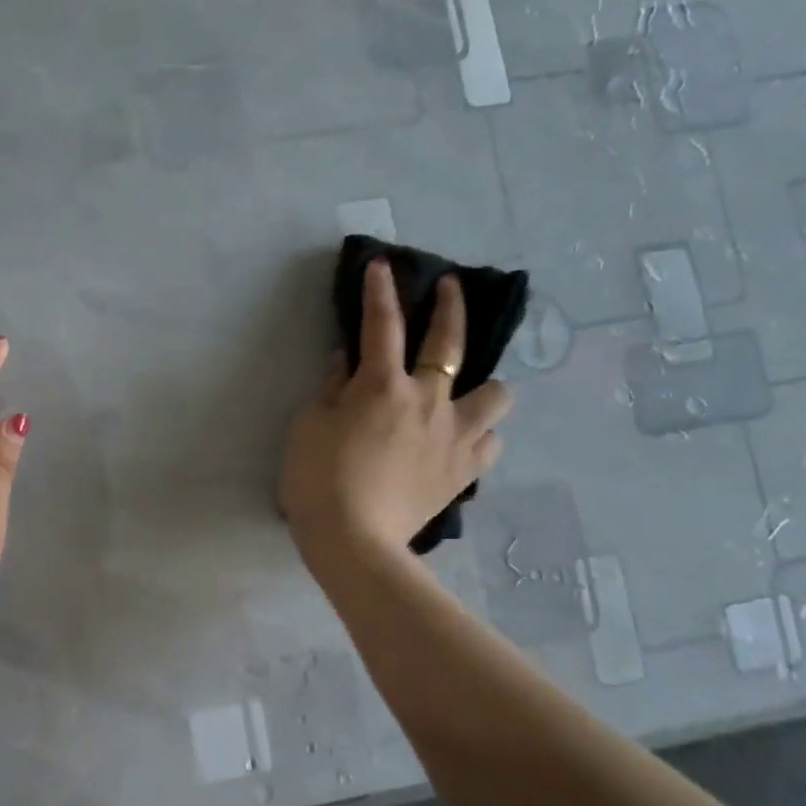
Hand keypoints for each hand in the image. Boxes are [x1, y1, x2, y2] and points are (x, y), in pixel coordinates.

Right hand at [281, 261, 513, 574]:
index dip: (380, 291)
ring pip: (496, 394)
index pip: (381, 325)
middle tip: (451, 288)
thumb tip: (347, 360)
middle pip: (450, 342)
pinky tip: (463, 439)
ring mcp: (454, 436)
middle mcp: (428, 401)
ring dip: (484, 385)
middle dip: (451, 307)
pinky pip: (490, 442)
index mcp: (382, 386)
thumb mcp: (308, 426)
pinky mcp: (465, 471)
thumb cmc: (318, 480)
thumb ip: (331, 387)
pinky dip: (479, 434)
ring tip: (468, 391)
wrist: (353, 541)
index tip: (382, 265)